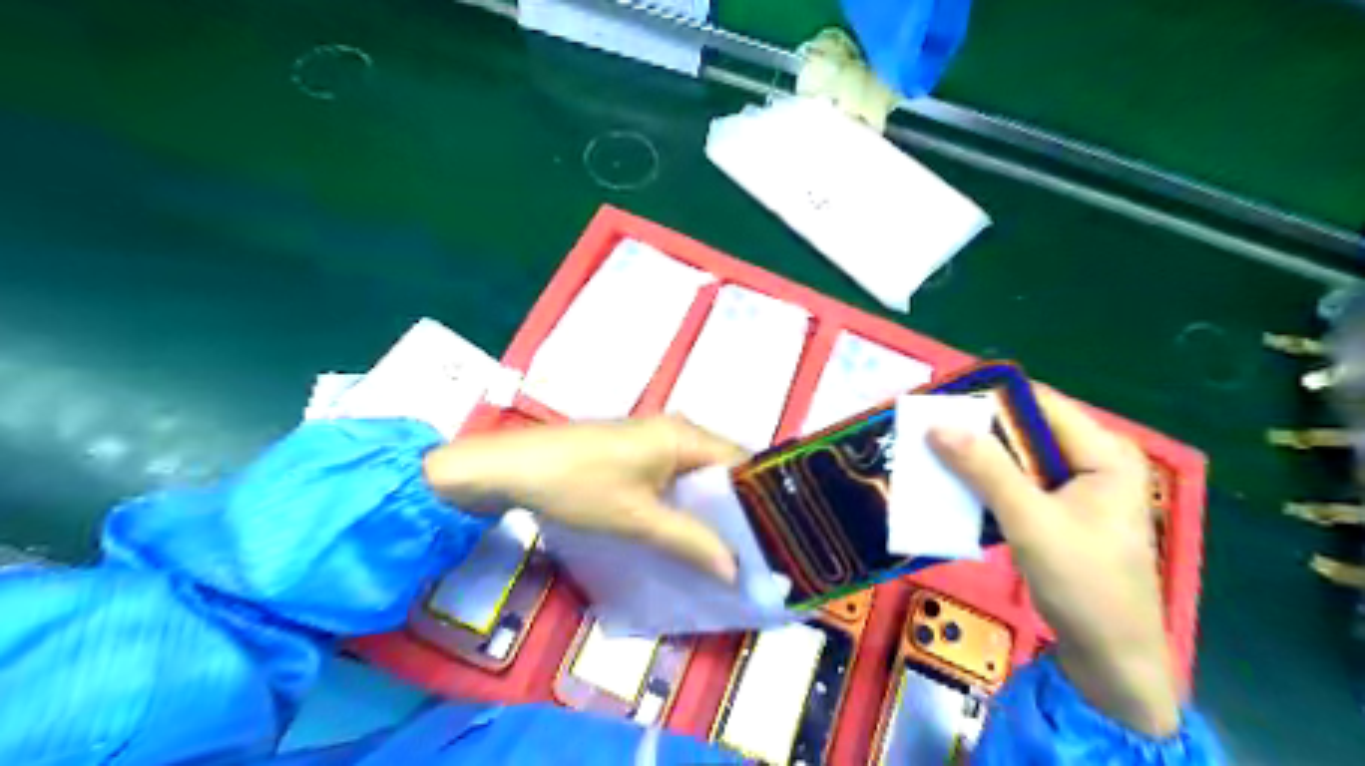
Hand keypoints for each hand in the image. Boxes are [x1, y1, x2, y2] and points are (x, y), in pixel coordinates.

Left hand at [425, 416, 743, 582]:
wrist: (510, 468)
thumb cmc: (578, 485)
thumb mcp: (637, 519)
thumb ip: (690, 541)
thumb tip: (736, 569)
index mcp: (683, 436)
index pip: (741, 462)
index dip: (761, 497)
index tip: (776, 535)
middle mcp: (675, 430)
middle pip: (721, 468)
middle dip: (737, 507)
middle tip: (755, 550)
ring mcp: (652, 440)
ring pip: (697, 474)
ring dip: (710, 508)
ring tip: (727, 548)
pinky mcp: (633, 453)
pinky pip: (674, 476)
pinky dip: (685, 503)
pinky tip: (686, 532)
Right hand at [935, 388, 1178, 735]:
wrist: (1112, 660)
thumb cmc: (1084, 585)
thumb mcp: (1031, 522)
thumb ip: (986, 470)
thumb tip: (937, 424)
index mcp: (1103, 452)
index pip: (1039, 404)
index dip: (988, 398)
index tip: (937, 401)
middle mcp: (1092, 460)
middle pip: (1025, 430)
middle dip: (975, 430)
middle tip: (923, 429)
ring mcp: (1075, 487)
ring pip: (1015, 458)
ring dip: (974, 458)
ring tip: (927, 453)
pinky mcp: (1058, 511)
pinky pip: (1015, 484)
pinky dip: (983, 484)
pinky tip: (950, 487)